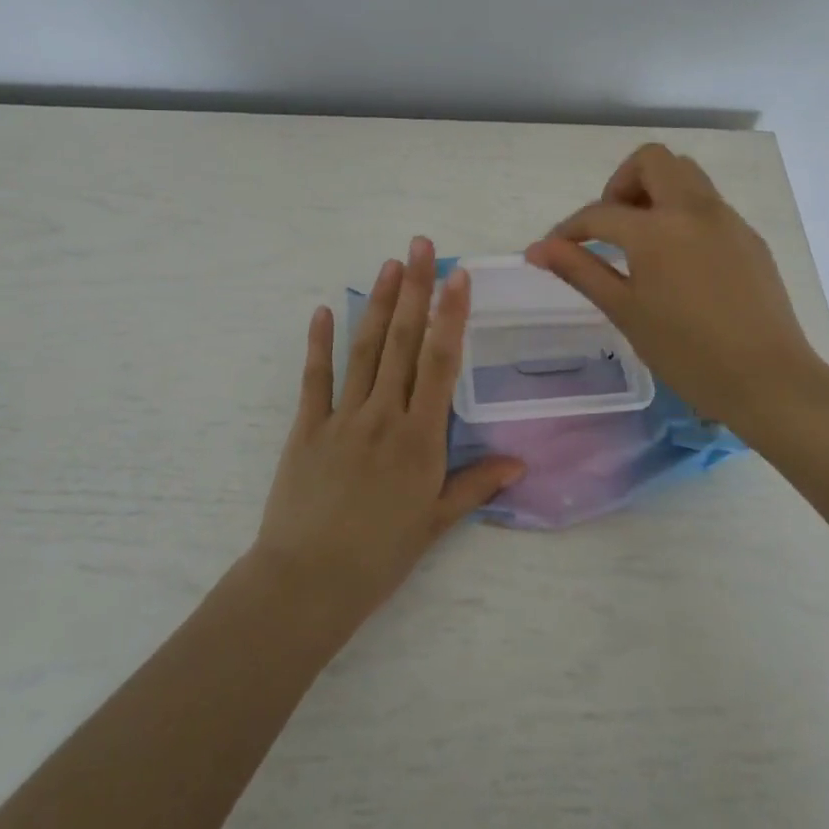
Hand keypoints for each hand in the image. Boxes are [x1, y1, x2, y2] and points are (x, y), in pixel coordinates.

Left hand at [253, 237, 524, 619]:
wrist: (309, 581)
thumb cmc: (380, 555)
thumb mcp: (435, 522)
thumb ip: (476, 484)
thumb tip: (520, 462)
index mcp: (420, 438)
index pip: (440, 364)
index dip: (450, 317)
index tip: (458, 278)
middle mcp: (384, 416)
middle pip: (402, 343)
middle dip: (415, 291)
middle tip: (420, 247)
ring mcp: (343, 417)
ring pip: (364, 350)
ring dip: (378, 304)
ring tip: (388, 265)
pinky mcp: (307, 427)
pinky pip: (316, 378)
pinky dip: (320, 343)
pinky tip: (324, 310)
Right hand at [524, 144, 828, 428]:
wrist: (768, 380)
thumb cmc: (687, 353)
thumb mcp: (625, 311)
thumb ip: (580, 270)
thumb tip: (538, 249)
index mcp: (657, 230)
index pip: (600, 212)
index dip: (569, 228)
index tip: (554, 249)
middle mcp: (694, 210)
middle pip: (652, 161)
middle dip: (621, 184)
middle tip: (611, 227)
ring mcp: (727, 220)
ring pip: (686, 175)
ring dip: (655, 191)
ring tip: (642, 240)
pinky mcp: (749, 237)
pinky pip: (709, 204)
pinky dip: (683, 213)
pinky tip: (680, 261)